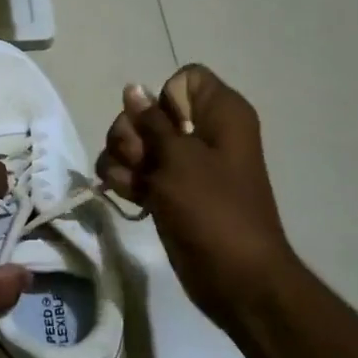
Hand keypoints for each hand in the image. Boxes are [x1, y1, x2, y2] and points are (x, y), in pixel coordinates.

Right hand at [97, 64, 298, 324]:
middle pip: (148, 110)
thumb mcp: (179, 159)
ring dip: (123, 158)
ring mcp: (183, 163)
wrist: (234, 278)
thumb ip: (151, 121)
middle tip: (141, 159)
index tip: (162, 127)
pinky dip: (125, 179)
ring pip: (135, 141)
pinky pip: (134, 170)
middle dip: (132, 133)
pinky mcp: (168, 190)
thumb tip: (133, 89)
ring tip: (133, 183)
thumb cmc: (213, 209)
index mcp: (221, 114)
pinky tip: (127, 196)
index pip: (183, 79)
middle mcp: (202, 132)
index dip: (164, 98)